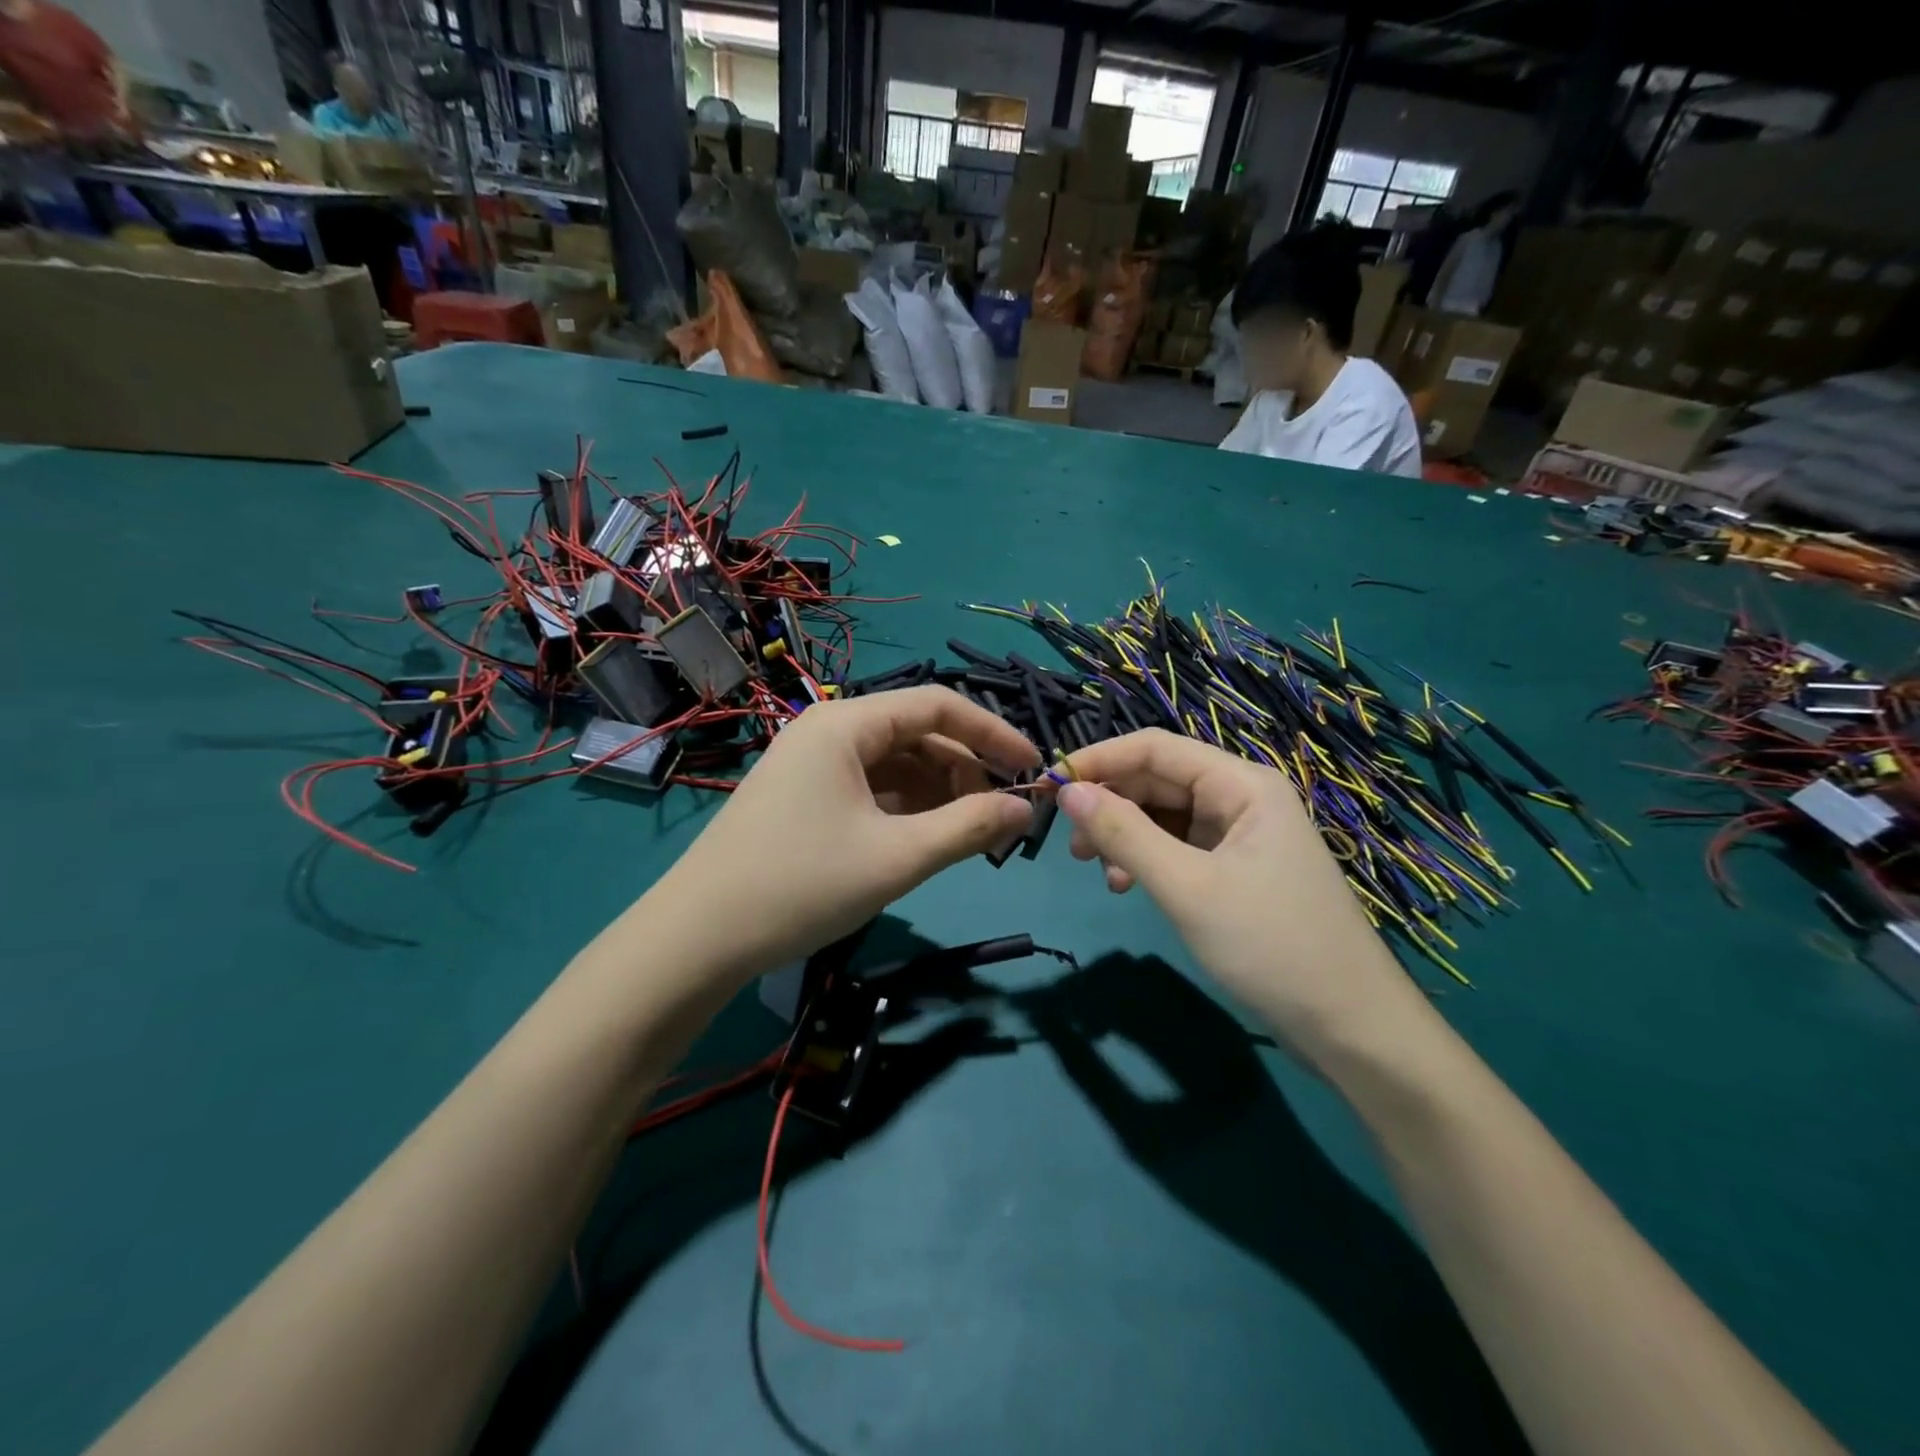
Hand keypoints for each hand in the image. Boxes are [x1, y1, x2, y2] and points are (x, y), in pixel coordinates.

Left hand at [648, 687, 1038, 984]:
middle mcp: (828, 731)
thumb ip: (969, 827)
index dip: (992, 733)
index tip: (1032, 769)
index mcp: (846, 723)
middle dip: (966, 769)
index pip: (937, 705)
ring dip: (939, 793)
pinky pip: (870, 789)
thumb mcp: (897, 857)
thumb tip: (1025, 808)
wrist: (697, 939)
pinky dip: (906, 809)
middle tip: (1001, 817)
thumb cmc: (801, 885)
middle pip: (916, 734)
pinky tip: (927, 840)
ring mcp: (812, 765)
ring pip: (895, 765)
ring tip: (971, 835)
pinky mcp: (803, 798)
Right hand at [1055, 730, 1429, 1063]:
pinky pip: (1179, 847)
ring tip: (1096, 870)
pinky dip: (1147, 860)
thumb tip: (1068, 791)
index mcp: (1241, 783)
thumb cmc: (1271, 946)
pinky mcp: (1237, 869)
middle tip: (1069, 843)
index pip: (1155, 748)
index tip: (1048, 785)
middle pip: (1158, 780)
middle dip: (1110, 803)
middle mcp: (1241, 797)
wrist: (1352, 1028)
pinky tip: (1127, 886)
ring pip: (1164, 815)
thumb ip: (1124, 834)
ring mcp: (1241, 835)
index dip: (1098, 760)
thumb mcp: (1186, 887)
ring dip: (1124, 835)